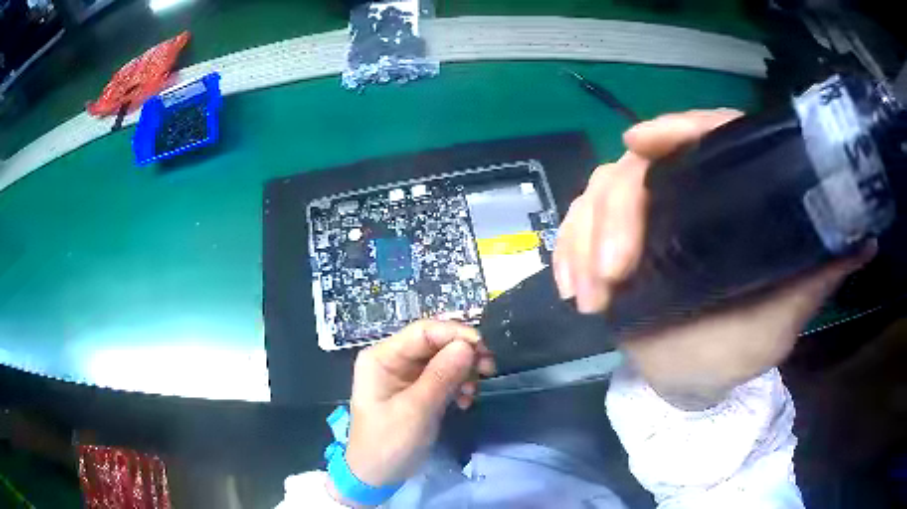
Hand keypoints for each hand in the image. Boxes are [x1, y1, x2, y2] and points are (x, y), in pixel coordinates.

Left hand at [338, 320, 494, 499]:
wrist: (377, 475)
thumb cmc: (388, 443)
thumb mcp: (415, 411)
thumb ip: (441, 376)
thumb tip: (467, 344)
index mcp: (381, 358)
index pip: (422, 331)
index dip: (454, 334)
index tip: (483, 347)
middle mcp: (393, 360)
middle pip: (435, 344)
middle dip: (463, 353)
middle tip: (488, 368)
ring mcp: (406, 376)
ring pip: (443, 360)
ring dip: (464, 372)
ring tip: (474, 392)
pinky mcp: (417, 391)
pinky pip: (444, 378)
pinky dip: (458, 386)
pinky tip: (464, 402)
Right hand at [554, 109, 874, 409]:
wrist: (692, 381)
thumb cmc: (739, 348)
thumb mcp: (783, 314)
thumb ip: (815, 278)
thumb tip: (864, 240)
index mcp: (729, 197)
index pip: (706, 135)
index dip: (676, 128)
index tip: (641, 142)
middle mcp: (684, 195)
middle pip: (636, 167)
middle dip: (614, 215)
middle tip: (614, 276)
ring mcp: (644, 219)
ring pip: (598, 195)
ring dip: (583, 239)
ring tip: (589, 297)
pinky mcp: (612, 245)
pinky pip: (576, 230)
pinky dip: (567, 251)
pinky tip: (570, 287)